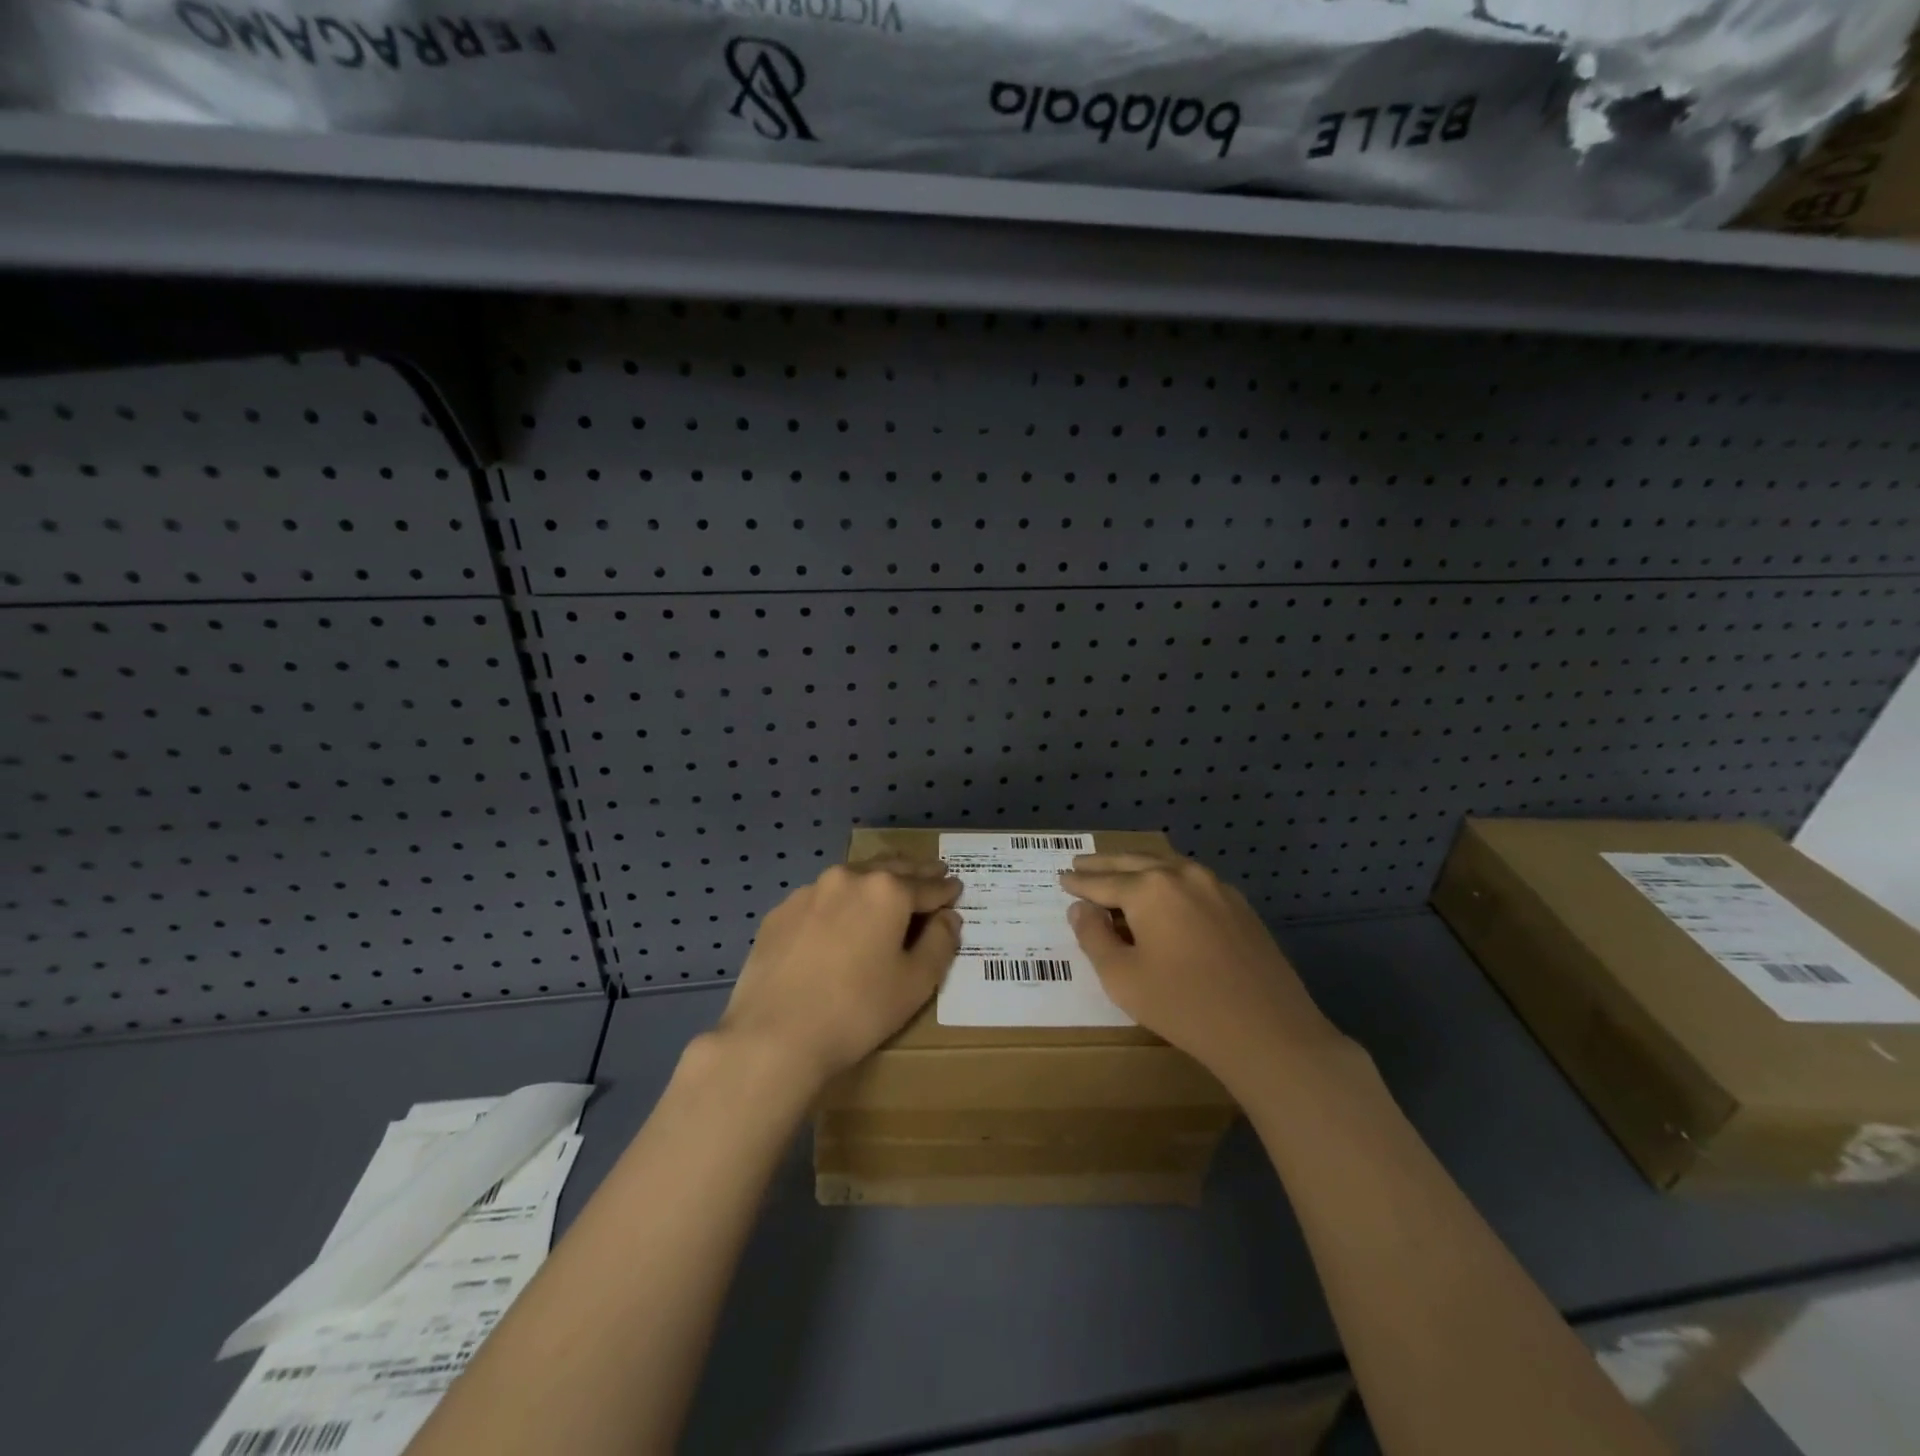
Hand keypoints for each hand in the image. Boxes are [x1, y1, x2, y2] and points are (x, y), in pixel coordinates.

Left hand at [715, 857, 961, 1087]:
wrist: (774, 1035)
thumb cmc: (858, 1010)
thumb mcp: (916, 983)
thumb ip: (940, 943)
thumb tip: (948, 917)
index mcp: (887, 890)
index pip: (927, 886)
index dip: (945, 889)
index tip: (956, 887)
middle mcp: (849, 878)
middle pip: (890, 869)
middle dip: (914, 872)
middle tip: (931, 872)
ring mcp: (809, 892)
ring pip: (852, 878)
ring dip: (874, 881)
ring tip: (887, 889)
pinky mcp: (781, 912)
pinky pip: (820, 899)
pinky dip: (839, 902)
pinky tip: (838, 919)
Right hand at [1060, 853, 1346, 1086]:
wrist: (1268, 1031)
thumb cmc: (1184, 1006)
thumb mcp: (1122, 977)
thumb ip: (1094, 937)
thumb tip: (1081, 909)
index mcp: (1150, 888)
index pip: (1103, 881)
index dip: (1079, 883)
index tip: (1061, 878)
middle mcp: (1183, 875)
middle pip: (1134, 862)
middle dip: (1105, 864)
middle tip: (1080, 862)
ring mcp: (1216, 887)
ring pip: (1167, 867)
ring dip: (1138, 867)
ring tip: (1118, 871)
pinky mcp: (1240, 906)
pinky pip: (1192, 882)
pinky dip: (1168, 881)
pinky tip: (1164, 893)